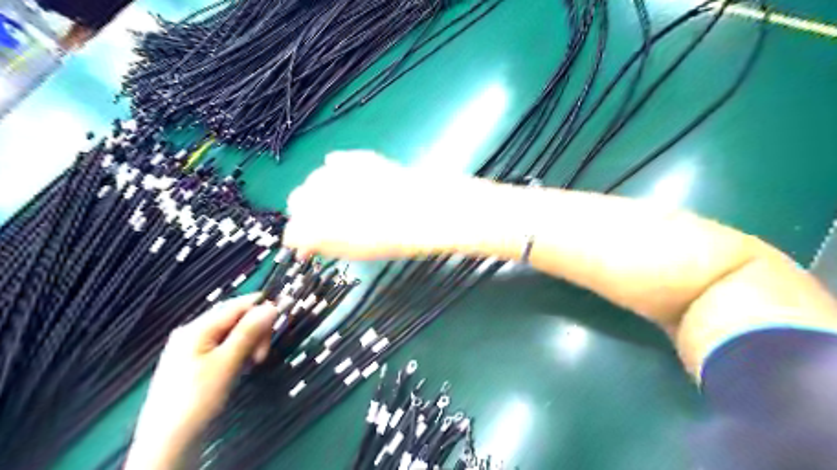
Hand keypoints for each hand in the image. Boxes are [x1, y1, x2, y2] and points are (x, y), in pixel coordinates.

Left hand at [124, 294, 276, 469]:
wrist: (167, 444)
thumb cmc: (196, 399)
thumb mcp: (226, 363)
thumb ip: (248, 332)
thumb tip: (272, 306)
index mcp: (197, 328)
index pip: (237, 305)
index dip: (262, 308)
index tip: (282, 319)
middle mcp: (194, 333)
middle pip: (236, 318)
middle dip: (255, 331)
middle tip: (262, 356)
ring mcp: (194, 349)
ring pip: (233, 334)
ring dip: (249, 344)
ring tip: (253, 364)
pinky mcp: (198, 364)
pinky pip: (226, 348)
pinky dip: (239, 353)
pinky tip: (242, 368)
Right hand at [287, 150, 494, 259]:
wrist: (424, 211)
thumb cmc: (391, 239)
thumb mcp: (354, 251)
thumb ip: (324, 245)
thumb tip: (307, 245)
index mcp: (314, 227)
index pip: (293, 233)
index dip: (304, 238)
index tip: (313, 242)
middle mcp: (315, 196)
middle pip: (296, 201)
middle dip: (308, 212)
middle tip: (331, 221)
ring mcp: (334, 173)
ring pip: (314, 180)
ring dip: (323, 191)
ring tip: (348, 200)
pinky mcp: (352, 158)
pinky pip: (335, 164)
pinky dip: (340, 173)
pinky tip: (354, 182)